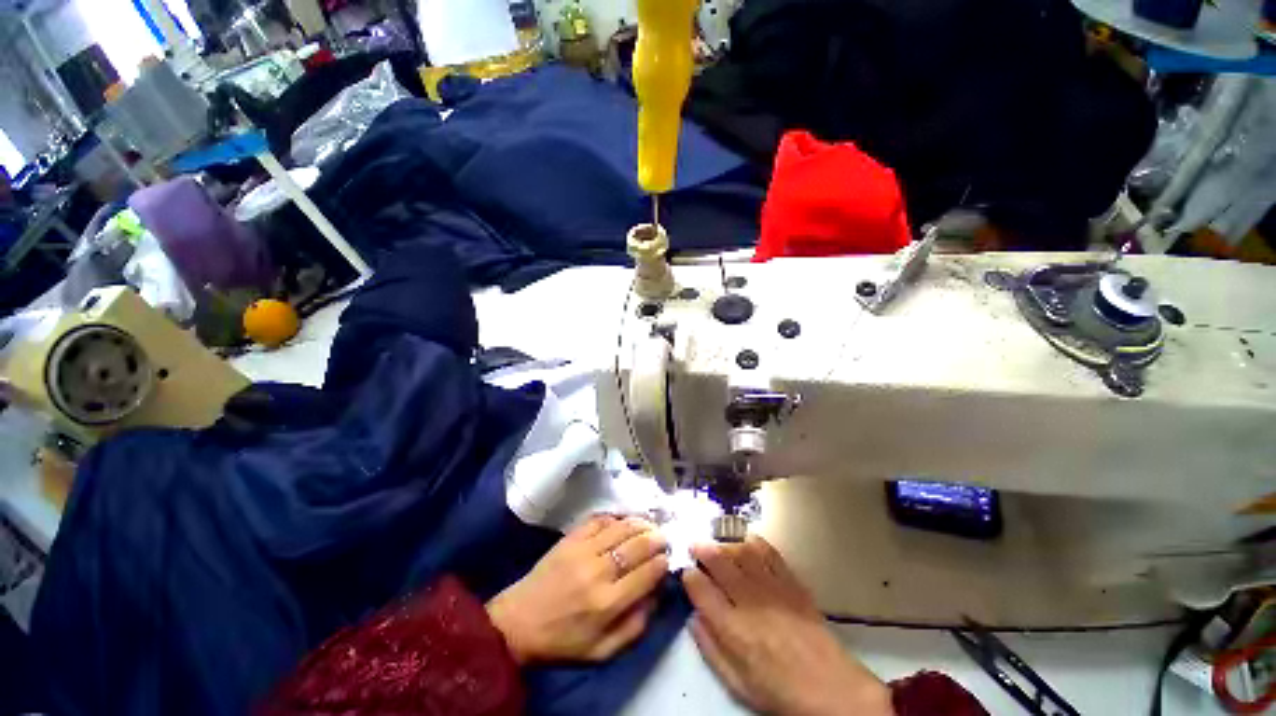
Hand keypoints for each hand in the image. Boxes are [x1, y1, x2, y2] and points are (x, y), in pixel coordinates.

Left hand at [487, 515, 668, 663]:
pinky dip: (616, 518)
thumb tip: (657, 595)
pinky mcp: (570, 538)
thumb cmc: (562, 641)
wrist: (519, 622)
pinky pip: (599, 520)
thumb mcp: (602, 651)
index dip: (662, 563)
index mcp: (607, 603)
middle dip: (656, 539)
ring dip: (640, 524)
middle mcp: (598, 572)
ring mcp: (583, 550)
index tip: (668, 559)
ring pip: (621, 528)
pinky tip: (623, 522)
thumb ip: (635, 626)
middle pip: (637, 546)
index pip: (647, 574)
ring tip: (649, 525)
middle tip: (664, 537)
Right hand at [683, 536, 893, 715]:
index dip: (689, 576)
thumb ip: (710, 649)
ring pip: (741, 551)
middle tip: (694, 544)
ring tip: (718, 542)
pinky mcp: (791, 582)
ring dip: (725, 543)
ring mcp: (772, 588)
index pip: (700, 589)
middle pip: (719, 561)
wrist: (830, 688)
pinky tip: (747, 541)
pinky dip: (755, 543)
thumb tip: (693, 618)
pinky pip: (769, 553)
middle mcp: (749, 601)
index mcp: (732, 628)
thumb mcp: (737, 684)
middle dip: (702, 549)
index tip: (685, 572)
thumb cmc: (779, 691)